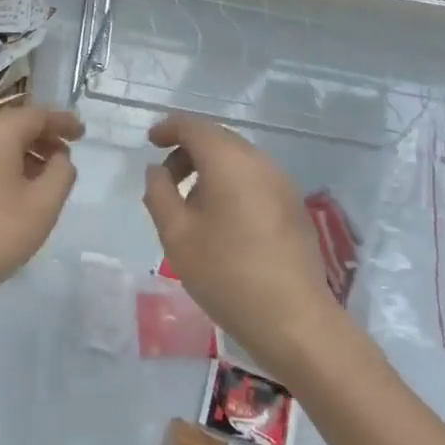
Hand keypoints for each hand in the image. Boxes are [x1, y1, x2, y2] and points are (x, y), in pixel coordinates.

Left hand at [0, 106, 83, 312]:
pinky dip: (5, 165)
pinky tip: (16, 190)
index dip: (62, 122)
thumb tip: (61, 157)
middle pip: (14, 125)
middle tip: (66, 153)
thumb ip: (61, 173)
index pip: (36, 115)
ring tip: (46, 175)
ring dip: (25, 152)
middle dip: (43, 136)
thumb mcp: (44, 204)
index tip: (82, 132)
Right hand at [142, 114, 345, 378]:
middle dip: (188, 151)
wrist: (293, 319)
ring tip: (190, 205)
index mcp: (229, 160)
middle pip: (218, 139)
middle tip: (165, 180)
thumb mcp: (176, 233)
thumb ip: (159, 193)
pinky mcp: (293, 206)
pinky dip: (231, 184)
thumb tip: (158, 170)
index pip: (194, 126)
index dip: (169, 128)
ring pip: (238, 160)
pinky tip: (221, 220)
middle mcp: (260, 161)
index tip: (150, 142)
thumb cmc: (225, 272)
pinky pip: (254, 179)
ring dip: (209, 169)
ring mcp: (282, 183)